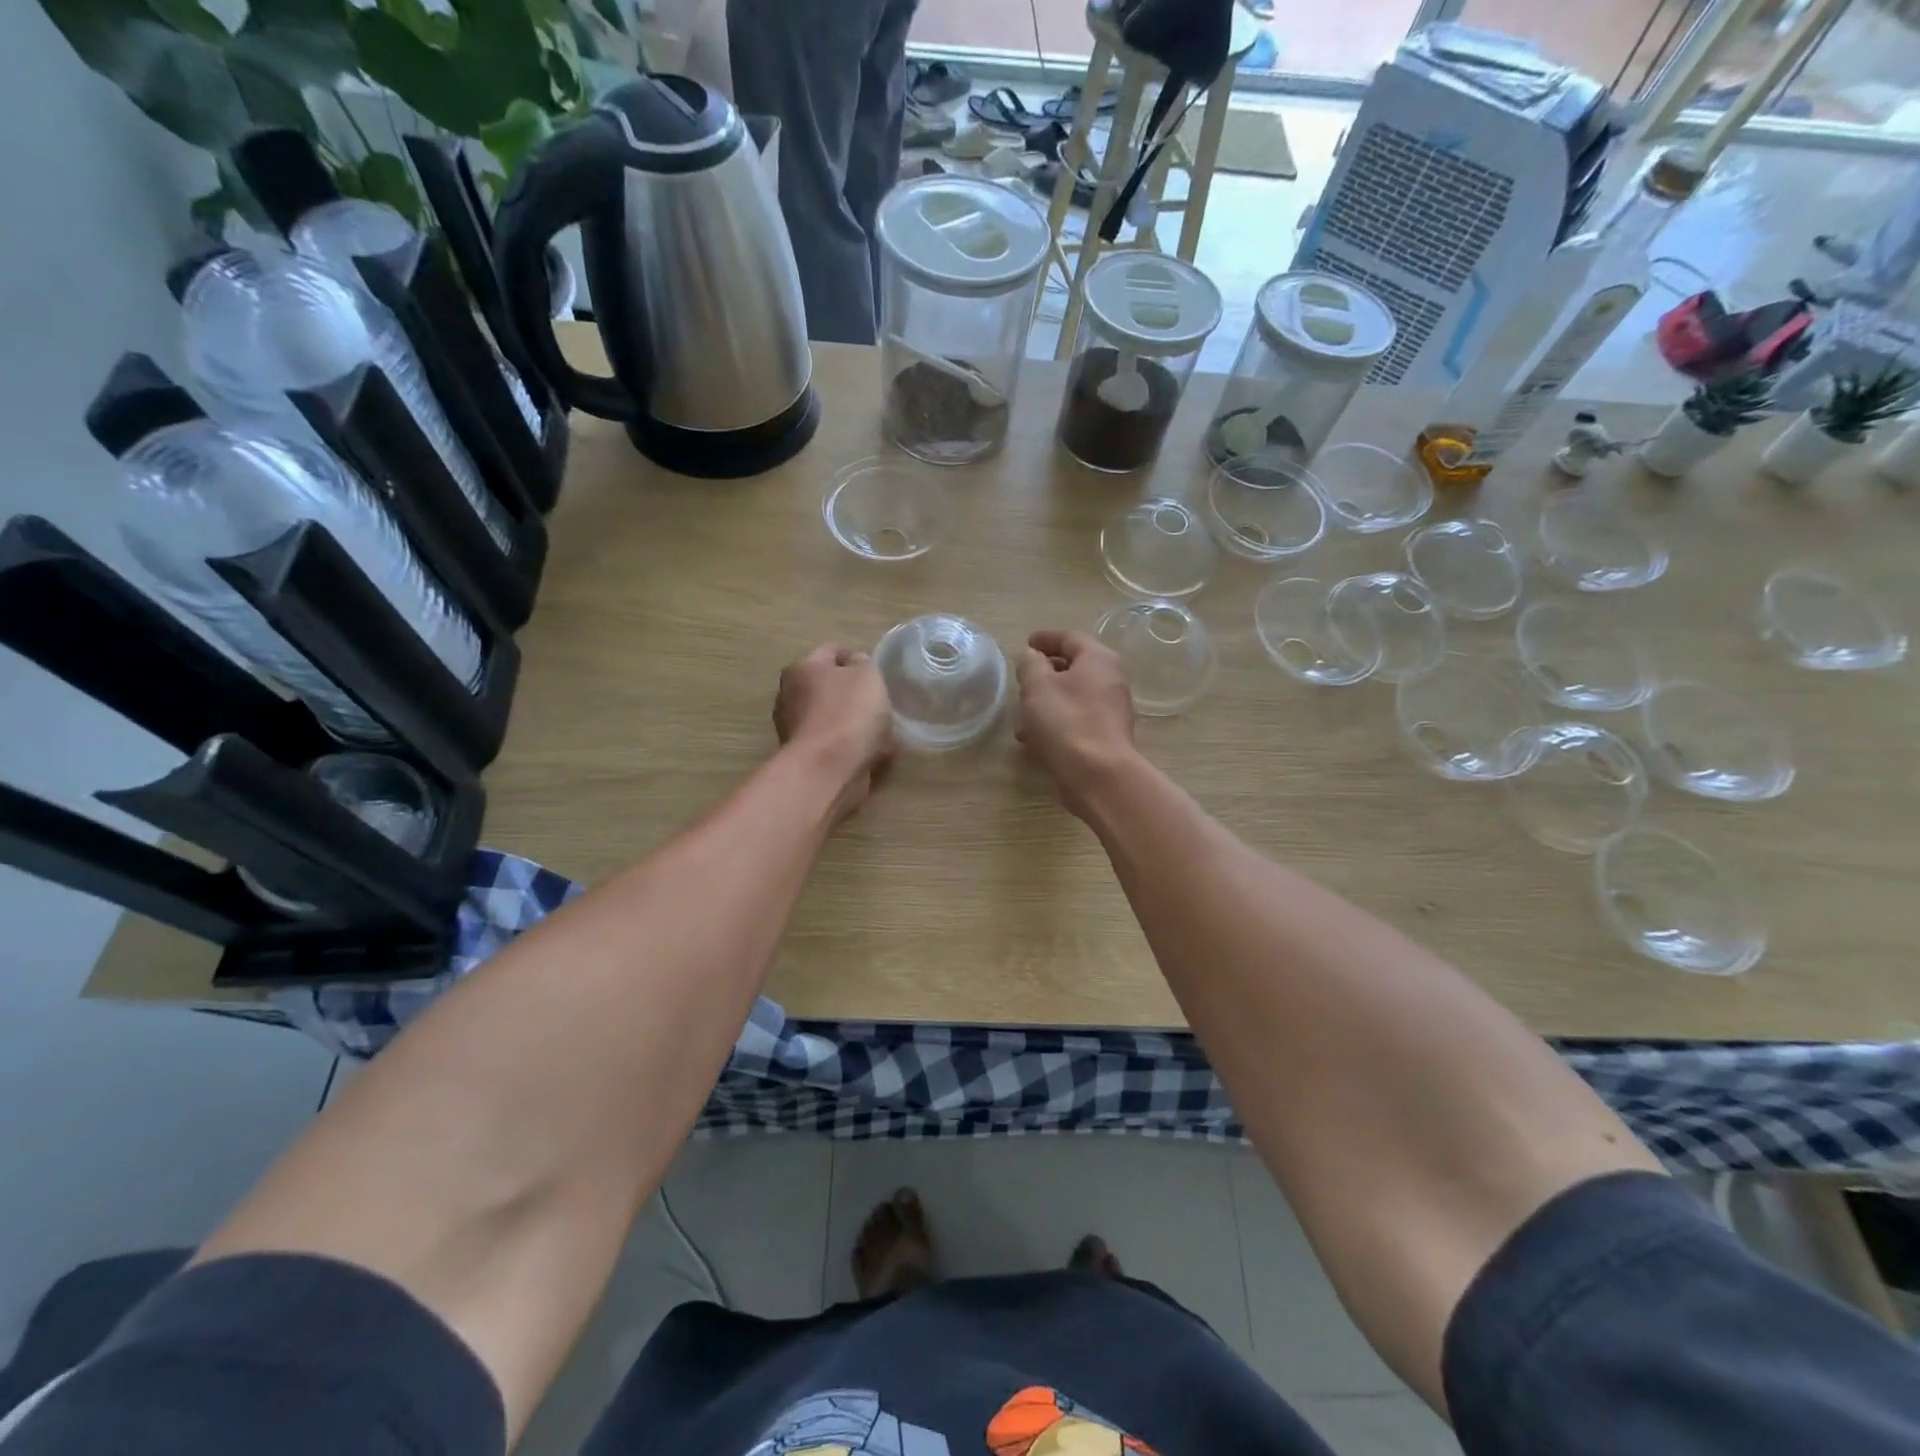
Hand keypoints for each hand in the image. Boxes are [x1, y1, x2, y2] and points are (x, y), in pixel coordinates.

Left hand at [774, 644, 893, 820]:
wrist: (828, 769)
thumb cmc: (848, 713)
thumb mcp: (867, 675)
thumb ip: (863, 663)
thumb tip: (855, 666)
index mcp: (801, 668)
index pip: (832, 651)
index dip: (856, 656)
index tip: (877, 671)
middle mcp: (789, 695)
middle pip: (827, 685)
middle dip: (852, 691)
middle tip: (878, 700)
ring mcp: (793, 728)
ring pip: (831, 716)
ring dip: (851, 721)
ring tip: (878, 730)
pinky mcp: (804, 756)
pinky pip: (832, 742)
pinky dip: (848, 745)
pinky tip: (869, 751)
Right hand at [1017, 629, 1137, 818]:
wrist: (1098, 775)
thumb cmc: (1066, 722)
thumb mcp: (1037, 686)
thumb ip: (1030, 664)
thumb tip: (1032, 657)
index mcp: (1098, 659)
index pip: (1069, 638)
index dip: (1045, 639)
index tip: (1026, 643)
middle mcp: (1112, 680)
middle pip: (1074, 668)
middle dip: (1045, 675)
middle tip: (1022, 681)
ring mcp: (1113, 711)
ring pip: (1074, 698)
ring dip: (1047, 704)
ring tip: (1022, 719)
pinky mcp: (1107, 738)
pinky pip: (1077, 721)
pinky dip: (1057, 724)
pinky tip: (1036, 741)